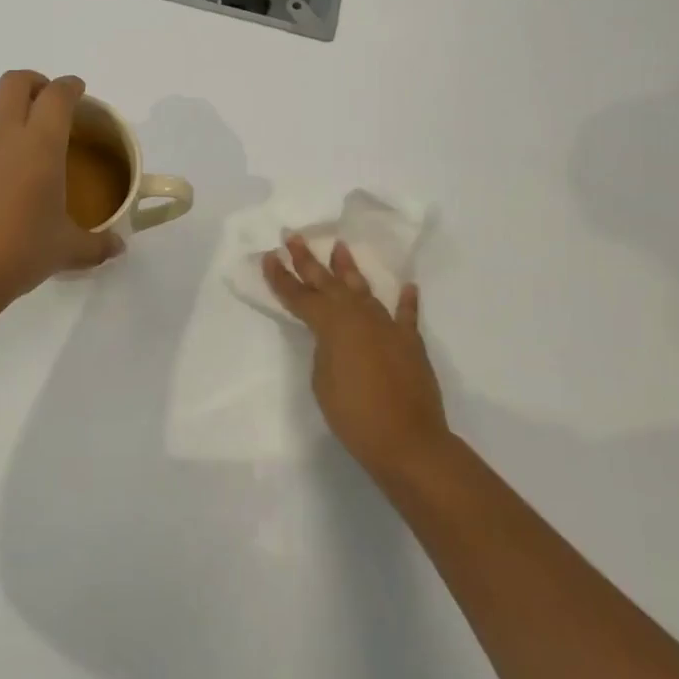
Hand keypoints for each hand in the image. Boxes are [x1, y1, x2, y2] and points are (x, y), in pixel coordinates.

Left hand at [0, 71, 122, 325]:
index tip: (77, 90)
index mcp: (39, 145)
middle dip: (32, 83)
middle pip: (12, 83)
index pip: (57, 96)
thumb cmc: (17, 253)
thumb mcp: (65, 251)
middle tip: (43, 100)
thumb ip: (95, 245)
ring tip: (0, 137)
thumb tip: (118, 247)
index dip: (70, 87)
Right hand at [264, 235, 449, 483]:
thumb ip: (325, 349)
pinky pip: (406, 316)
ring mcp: (387, 326)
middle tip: (294, 237)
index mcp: (332, 325)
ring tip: (339, 246)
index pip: (300, 297)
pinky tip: (407, 287)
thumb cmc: (354, 414)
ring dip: (349, 269)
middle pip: (328, 283)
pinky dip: (406, 301)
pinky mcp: (410, 343)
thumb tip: (335, 336)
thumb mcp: (322, 381)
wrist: (408, 441)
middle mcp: (359, 316)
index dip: (282, 278)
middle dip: (308, 261)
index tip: (269, 257)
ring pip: (364, 290)